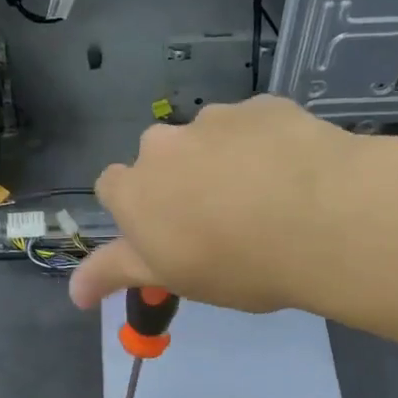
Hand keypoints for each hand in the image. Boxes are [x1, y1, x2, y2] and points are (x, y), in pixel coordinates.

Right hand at [69, 95, 372, 312]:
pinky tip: (293, 174)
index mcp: (134, 189)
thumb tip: (72, 292)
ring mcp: (215, 119)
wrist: (325, 220)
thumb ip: (116, 274)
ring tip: (265, 199)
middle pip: (160, 161)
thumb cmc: (237, 263)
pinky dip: (263, 146)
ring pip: (208, 140)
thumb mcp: (171, 277)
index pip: (113, 189)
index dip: (138, 212)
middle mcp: (164, 144)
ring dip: (222, 162)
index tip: (167, 235)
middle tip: (219, 222)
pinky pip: (253, 126)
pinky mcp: (264, 105)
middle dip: (179, 183)